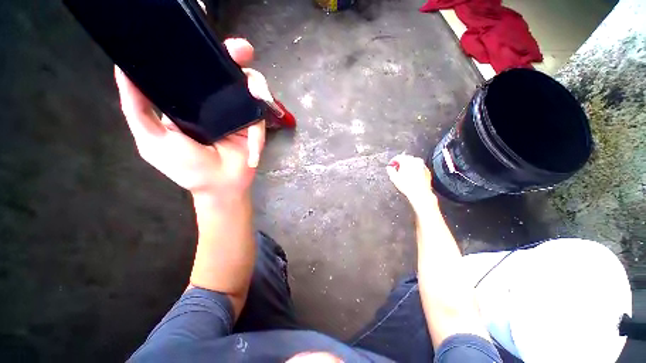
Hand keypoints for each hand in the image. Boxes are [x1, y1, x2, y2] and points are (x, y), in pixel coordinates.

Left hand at [115, 38, 268, 198]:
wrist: (220, 186)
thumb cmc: (187, 168)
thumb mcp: (152, 139)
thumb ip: (137, 108)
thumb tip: (124, 70)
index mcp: (190, 99)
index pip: (193, 66)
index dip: (196, 45)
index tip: (195, 24)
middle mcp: (216, 100)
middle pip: (227, 70)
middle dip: (235, 55)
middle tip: (241, 50)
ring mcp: (238, 112)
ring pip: (251, 87)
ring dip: (257, 84)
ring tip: (256, 91)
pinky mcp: (254, 125)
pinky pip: (260, 117)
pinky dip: (258, 130)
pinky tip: (252, 146)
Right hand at [386, 154, 436, 211]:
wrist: (420, 193)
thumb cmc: (407, 186)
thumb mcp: (394, 178)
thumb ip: (390, 170)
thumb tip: (389, 168)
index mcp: (407, 160)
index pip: (397, 157)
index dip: (392, 161)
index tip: (391, 165)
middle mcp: (416, 161)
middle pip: (406, 159)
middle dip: (401, 164)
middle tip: (397, 170)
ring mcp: (422, 165)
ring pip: (413, 163)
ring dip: (408, 167)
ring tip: (404, 175)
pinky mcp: (427, 170)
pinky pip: (419, 168)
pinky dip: (414, 170)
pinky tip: (411, 177)